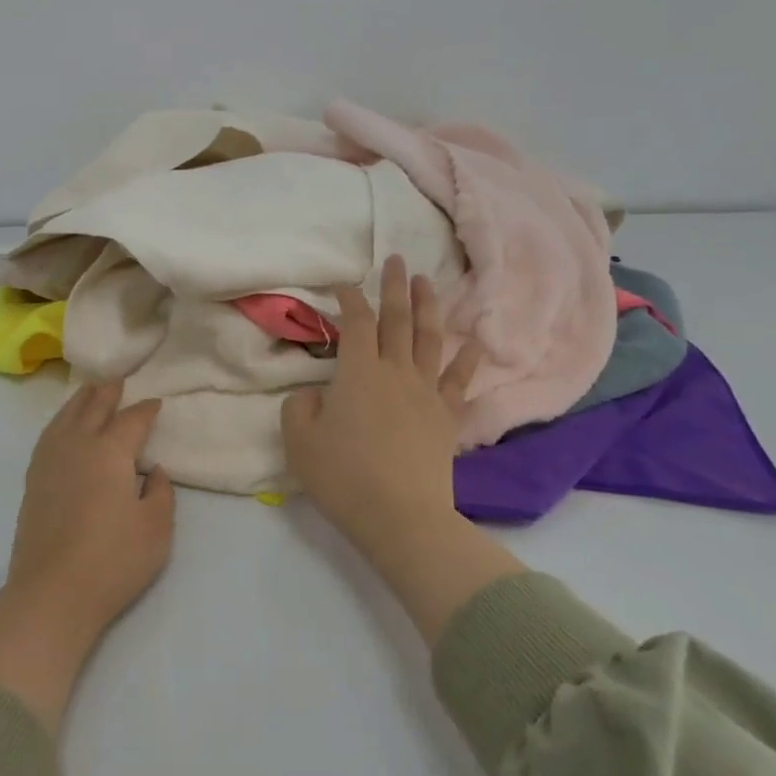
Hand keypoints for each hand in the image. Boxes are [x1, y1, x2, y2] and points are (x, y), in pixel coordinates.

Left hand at [7, 380, 175, 636]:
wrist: (53, 592)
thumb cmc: (113, 560)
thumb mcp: (157, 529)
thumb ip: (161, 493)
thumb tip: (155, 471)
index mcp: (110, 452)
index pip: (132, 420)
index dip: (146, 409)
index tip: (156, 403)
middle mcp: (78, 445)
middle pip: (93, 407)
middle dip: (109, 392)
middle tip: (119, 380)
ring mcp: (50, 461)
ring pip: (66, 416)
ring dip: (81, 399)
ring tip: (91, 390)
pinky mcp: (34, 480)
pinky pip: (49, 434)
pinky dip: (61, 420)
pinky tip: (63, 426)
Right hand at [282, 255, 522, 640]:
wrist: (401, 516)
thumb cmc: (343, 477)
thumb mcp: (300, 442)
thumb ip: (299, 408)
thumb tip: (313, 393)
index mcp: (357, 372)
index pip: (355, 324)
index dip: (349, 301)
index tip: (344, 287)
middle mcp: (395, 372)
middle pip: (397, 320)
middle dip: (395, 287)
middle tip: (396, 259)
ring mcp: (425, 392)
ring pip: (429, 339)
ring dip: (428, 307)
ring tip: (427, 282)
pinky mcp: (447, 417)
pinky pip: (459, 380)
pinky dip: (469, 358)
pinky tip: (476, 341)